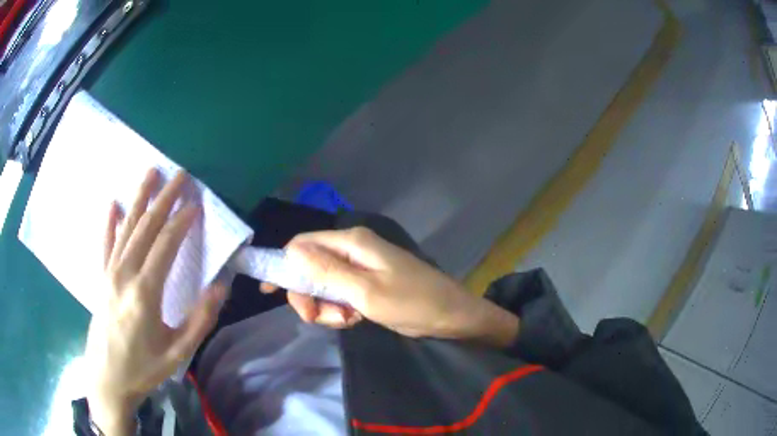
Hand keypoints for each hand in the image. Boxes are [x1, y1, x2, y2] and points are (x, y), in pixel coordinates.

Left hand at [85, 169, 225, 435]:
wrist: (107, 379)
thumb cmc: (143, 369)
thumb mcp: (177, 353)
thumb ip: (200, 320)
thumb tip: (220, 287)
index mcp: (145, 292)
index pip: (166, 245)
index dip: (182, 222)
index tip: (196, 204)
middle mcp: (124, 274)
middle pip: (146, 228)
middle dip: (164, 199)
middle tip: (180, 175)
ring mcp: (109, 274)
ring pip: (126, 228)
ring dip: (139, 198)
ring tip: (151, 173)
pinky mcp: (100, 279)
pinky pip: (105, 244)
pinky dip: (109, 222)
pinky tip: (113, 204)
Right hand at [264, 227, 518, 344]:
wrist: (449, 316)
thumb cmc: (411, 302)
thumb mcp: (365, 291)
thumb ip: (326, 271)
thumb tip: (291, 250)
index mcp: (351, 242)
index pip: (302, 245)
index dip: (284, 266)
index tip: (272, 294)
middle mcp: (352, 249)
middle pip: (310, 267)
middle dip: (309, 295)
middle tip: (318, 319)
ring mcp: (360, 266)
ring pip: (323, 284)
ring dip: (326, 306)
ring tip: (347, 320)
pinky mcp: (366, 283)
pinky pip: (340, 294)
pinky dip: (340, 309)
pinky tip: (354, 319)